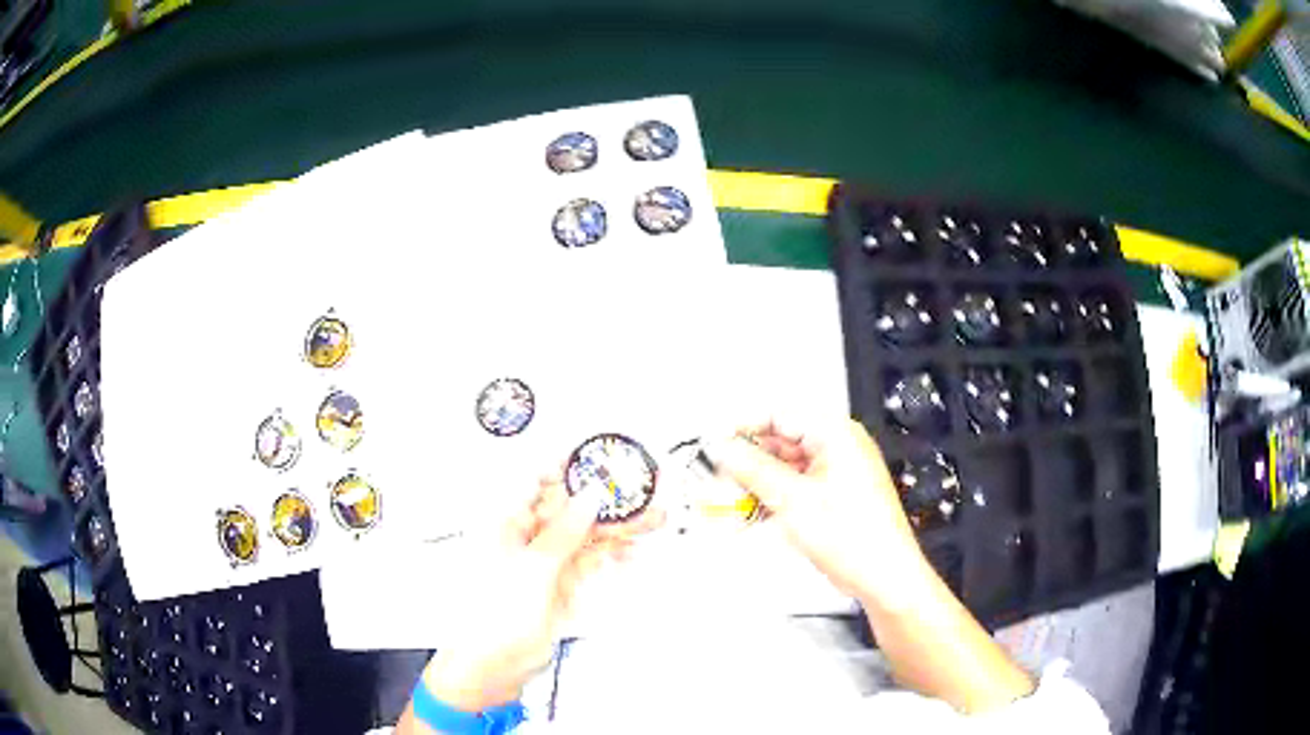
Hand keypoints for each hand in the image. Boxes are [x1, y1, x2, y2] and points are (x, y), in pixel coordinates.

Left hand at [422, 473, 663, 712]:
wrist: (495, 664)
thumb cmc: (492, 616)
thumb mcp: (532, 568)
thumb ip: (564, 532)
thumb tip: (589, 498)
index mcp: (506, 521)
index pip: (539, 479)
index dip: (571, 465)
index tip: (603, 456)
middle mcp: (526, 535)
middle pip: (571, 506)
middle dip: (607, 498)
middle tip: (642, 489)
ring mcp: (545, 559)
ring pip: (586, 533)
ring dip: (619, 526)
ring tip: (653, 518)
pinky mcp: (561, 582)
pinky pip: (591, 559)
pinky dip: (612, 554)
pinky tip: (632, 550)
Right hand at [704, 417, 935, 610]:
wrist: (883, 576)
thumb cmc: (847, 534)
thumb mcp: (792, 500)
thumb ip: (752, 469)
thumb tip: (719, 446)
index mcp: (834, 433)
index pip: (778, 414)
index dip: (743, 427)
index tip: (712, 445)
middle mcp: (835, 446)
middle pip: (780, 441)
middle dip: (747, 462)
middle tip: (716, 482)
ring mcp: (834, 472)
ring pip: (783, 467)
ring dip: (756, 484)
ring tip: (729, 504)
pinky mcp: (831, 496)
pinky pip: (794, 487)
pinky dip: (772, 499)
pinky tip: (750, 516)